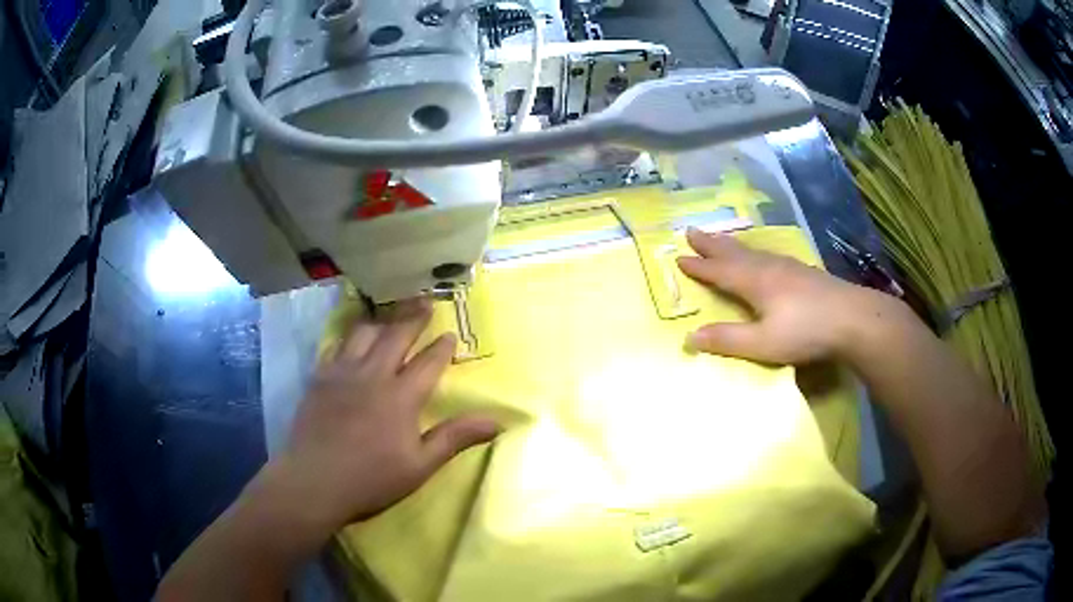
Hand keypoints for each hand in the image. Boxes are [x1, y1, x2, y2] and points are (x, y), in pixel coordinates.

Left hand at [274, 299, 498, 530]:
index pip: (428, 362)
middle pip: (396, 335)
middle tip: (425, 302)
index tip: (451, 334)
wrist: (314, 481)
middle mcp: (372, 374)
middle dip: (414, 317)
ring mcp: (342, 372)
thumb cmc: (371, 479)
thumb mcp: (420, 465)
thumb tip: (497, 421)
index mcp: (401, 397)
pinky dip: (349, 336)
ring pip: (364, 333)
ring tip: (390, 315)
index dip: (442, 347)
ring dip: (381, 321)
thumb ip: (455, 437)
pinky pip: (336, 345)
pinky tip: (351, 338)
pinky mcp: (319, 377)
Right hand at [676, 228, 893, 364]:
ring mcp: (789, 267)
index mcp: (755, 282)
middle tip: (691, 230)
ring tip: (721, 240)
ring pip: (753, 251)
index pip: (720, 272)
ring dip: (732, 245)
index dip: (699, 266)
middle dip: (711, 244)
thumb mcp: (763, 343)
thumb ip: (727, 340)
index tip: (678, 257)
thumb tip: (689, 337)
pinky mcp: (805, 273)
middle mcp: (768, 268)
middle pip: (734, 252)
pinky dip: (755, 252)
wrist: (853, 319)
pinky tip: (764, 258)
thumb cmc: (806, 332)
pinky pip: (769, 256)